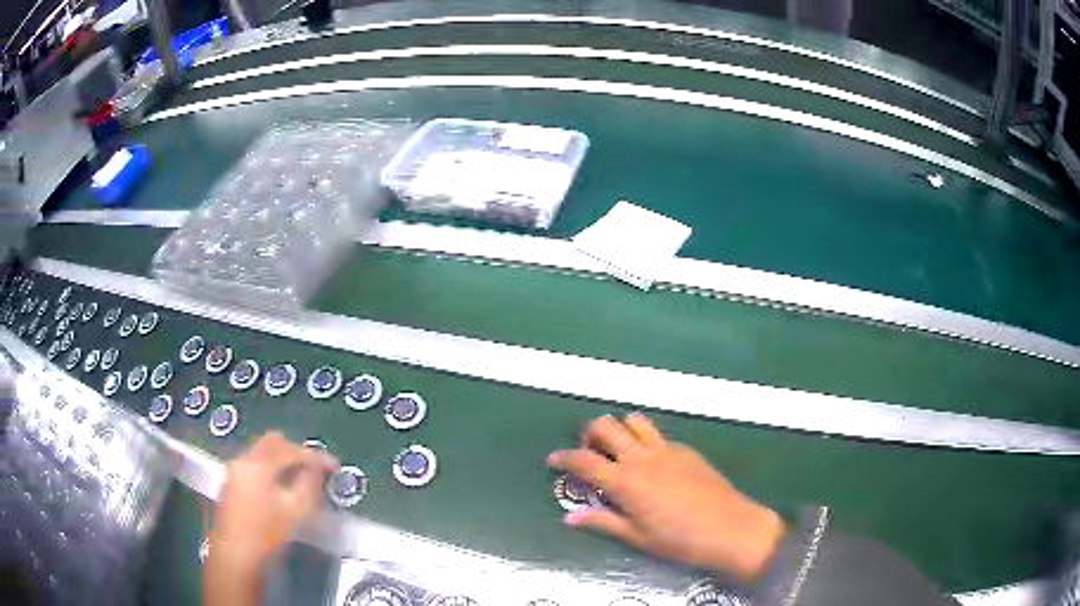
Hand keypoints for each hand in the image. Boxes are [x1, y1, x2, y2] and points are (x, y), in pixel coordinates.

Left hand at [210, 432, 337, 568]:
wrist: (237, 554)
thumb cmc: (268, 533)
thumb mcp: (296, 511)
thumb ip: (310, 484)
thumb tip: (317, 469)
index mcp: (258, 463)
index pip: (291, 450)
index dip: (315, 457)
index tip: (334, 467)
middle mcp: (243, 460)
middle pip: (273, 443)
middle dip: (296, 452)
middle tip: (316, 468)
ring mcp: (234, 471)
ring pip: (262, 454)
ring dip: (282, 461)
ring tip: (301, 478)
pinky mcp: (231, 484)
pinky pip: (255, 466)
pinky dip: (271, 470)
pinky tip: (280, 488)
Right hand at [547, 414, 784, 581]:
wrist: (729, 528)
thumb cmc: (678, 540)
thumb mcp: (636, 537)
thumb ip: (602, 522)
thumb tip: (570, 517)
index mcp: (625, 481)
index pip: (584, 461)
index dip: (564, 458)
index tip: (552, 460)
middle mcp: (642, 457)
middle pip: (606, 427)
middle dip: (589, 433)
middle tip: (588, 451)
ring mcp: (666, 449)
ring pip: (634, 420)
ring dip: (619, 428)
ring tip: (617, 449)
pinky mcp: (686, 449)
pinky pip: (658, 435)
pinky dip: (645, 440)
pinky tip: (651, 462)